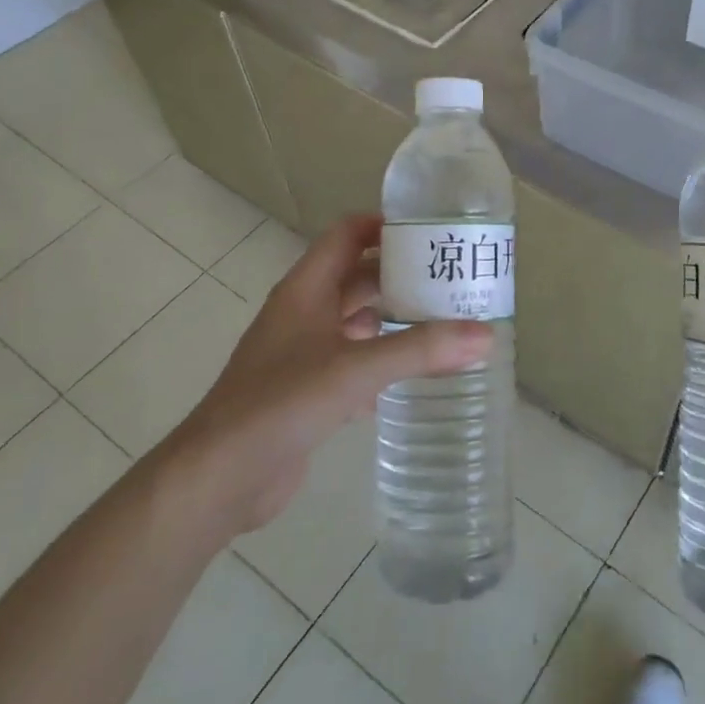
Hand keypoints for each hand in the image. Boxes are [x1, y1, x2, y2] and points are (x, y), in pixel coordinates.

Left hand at [164, 214, 492, 535]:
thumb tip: (486, 334)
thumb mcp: (355, 369)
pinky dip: (381, 361)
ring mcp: (303, 353)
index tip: (433, 233)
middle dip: (402, 276)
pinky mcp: (307, 391)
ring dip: (394, 320)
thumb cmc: (281, 404)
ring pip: (356, 322)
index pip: (347, 234)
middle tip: (453, 282)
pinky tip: (412, 377)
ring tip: (444, 324)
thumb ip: (420, 350)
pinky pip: (352, 362)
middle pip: (358, 278)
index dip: (385, 226)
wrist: (219, 477)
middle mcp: (304, 313)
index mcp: (306, 289)